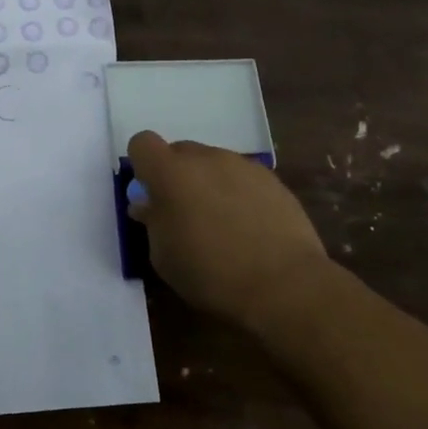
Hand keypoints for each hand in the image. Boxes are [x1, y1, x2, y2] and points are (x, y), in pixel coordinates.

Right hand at [126, 130, 330, 329]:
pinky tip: (249, 227)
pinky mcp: (272, 180)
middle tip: (184, 213)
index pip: (142, 143)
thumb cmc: (211, 273)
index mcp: (170, 173)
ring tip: (222, 223)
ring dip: (208, 183)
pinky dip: (237, 193)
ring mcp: (242, 165)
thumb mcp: (163, 256)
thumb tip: (149, 205)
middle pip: (180, 152)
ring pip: (213, 164)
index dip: (142, 165)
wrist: (285, 285)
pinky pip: (241, 177)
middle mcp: (205, 158)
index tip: (150, 194)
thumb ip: (152, 222)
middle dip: (176, 175)